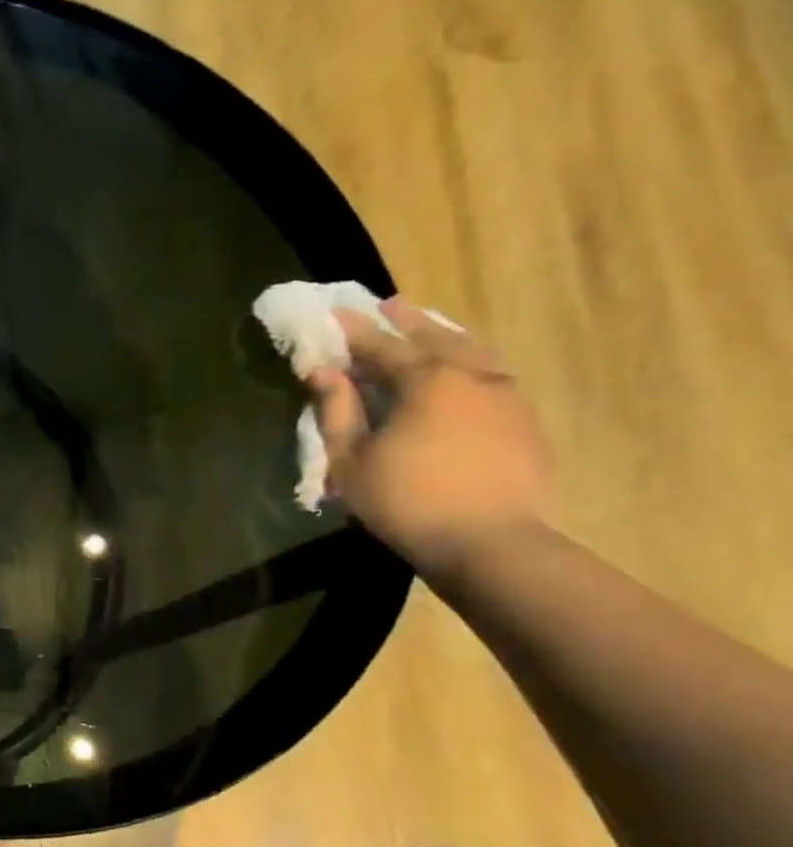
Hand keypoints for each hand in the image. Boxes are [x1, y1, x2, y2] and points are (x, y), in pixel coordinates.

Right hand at [308, 298, 551, 574]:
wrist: (489, 542)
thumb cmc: (405, 500)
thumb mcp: (351, 459)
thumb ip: (337, 411)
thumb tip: (323, 372)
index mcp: (425, 381)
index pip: (382, 345)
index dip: (355, 330)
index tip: (335, 313)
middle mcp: (471, 376)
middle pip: (435, 337)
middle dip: (407, 321)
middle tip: (388, 305)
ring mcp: (506, 396)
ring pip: (474, 351)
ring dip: (446, 335)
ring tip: (429, 328)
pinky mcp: (524, 420)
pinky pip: (493, 374)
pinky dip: (471, 361)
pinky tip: (464, 369)